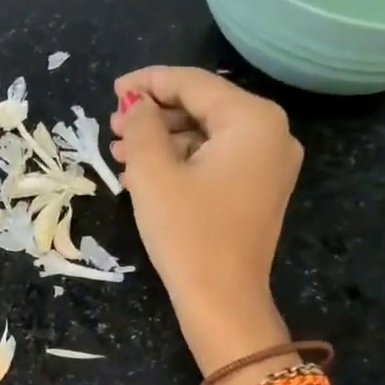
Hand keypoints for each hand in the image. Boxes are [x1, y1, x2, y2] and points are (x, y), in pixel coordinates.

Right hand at [110, 66, 302, 372]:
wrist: (223, 301)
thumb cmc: (188, 233)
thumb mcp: (153, 173)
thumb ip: (141, 126)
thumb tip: (136, 104)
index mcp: (253, 120)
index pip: (194, 84)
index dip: (149, 82)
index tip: (113, 90)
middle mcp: (272, 134)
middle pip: (204, 107)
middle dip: (155, 114)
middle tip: (113, 126)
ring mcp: (270, 164)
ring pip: (208, 135)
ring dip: (164, 139)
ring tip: (121, 152)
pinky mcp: (260, 190)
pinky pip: (218, 160)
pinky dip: (183, 161)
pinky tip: (146, 173)